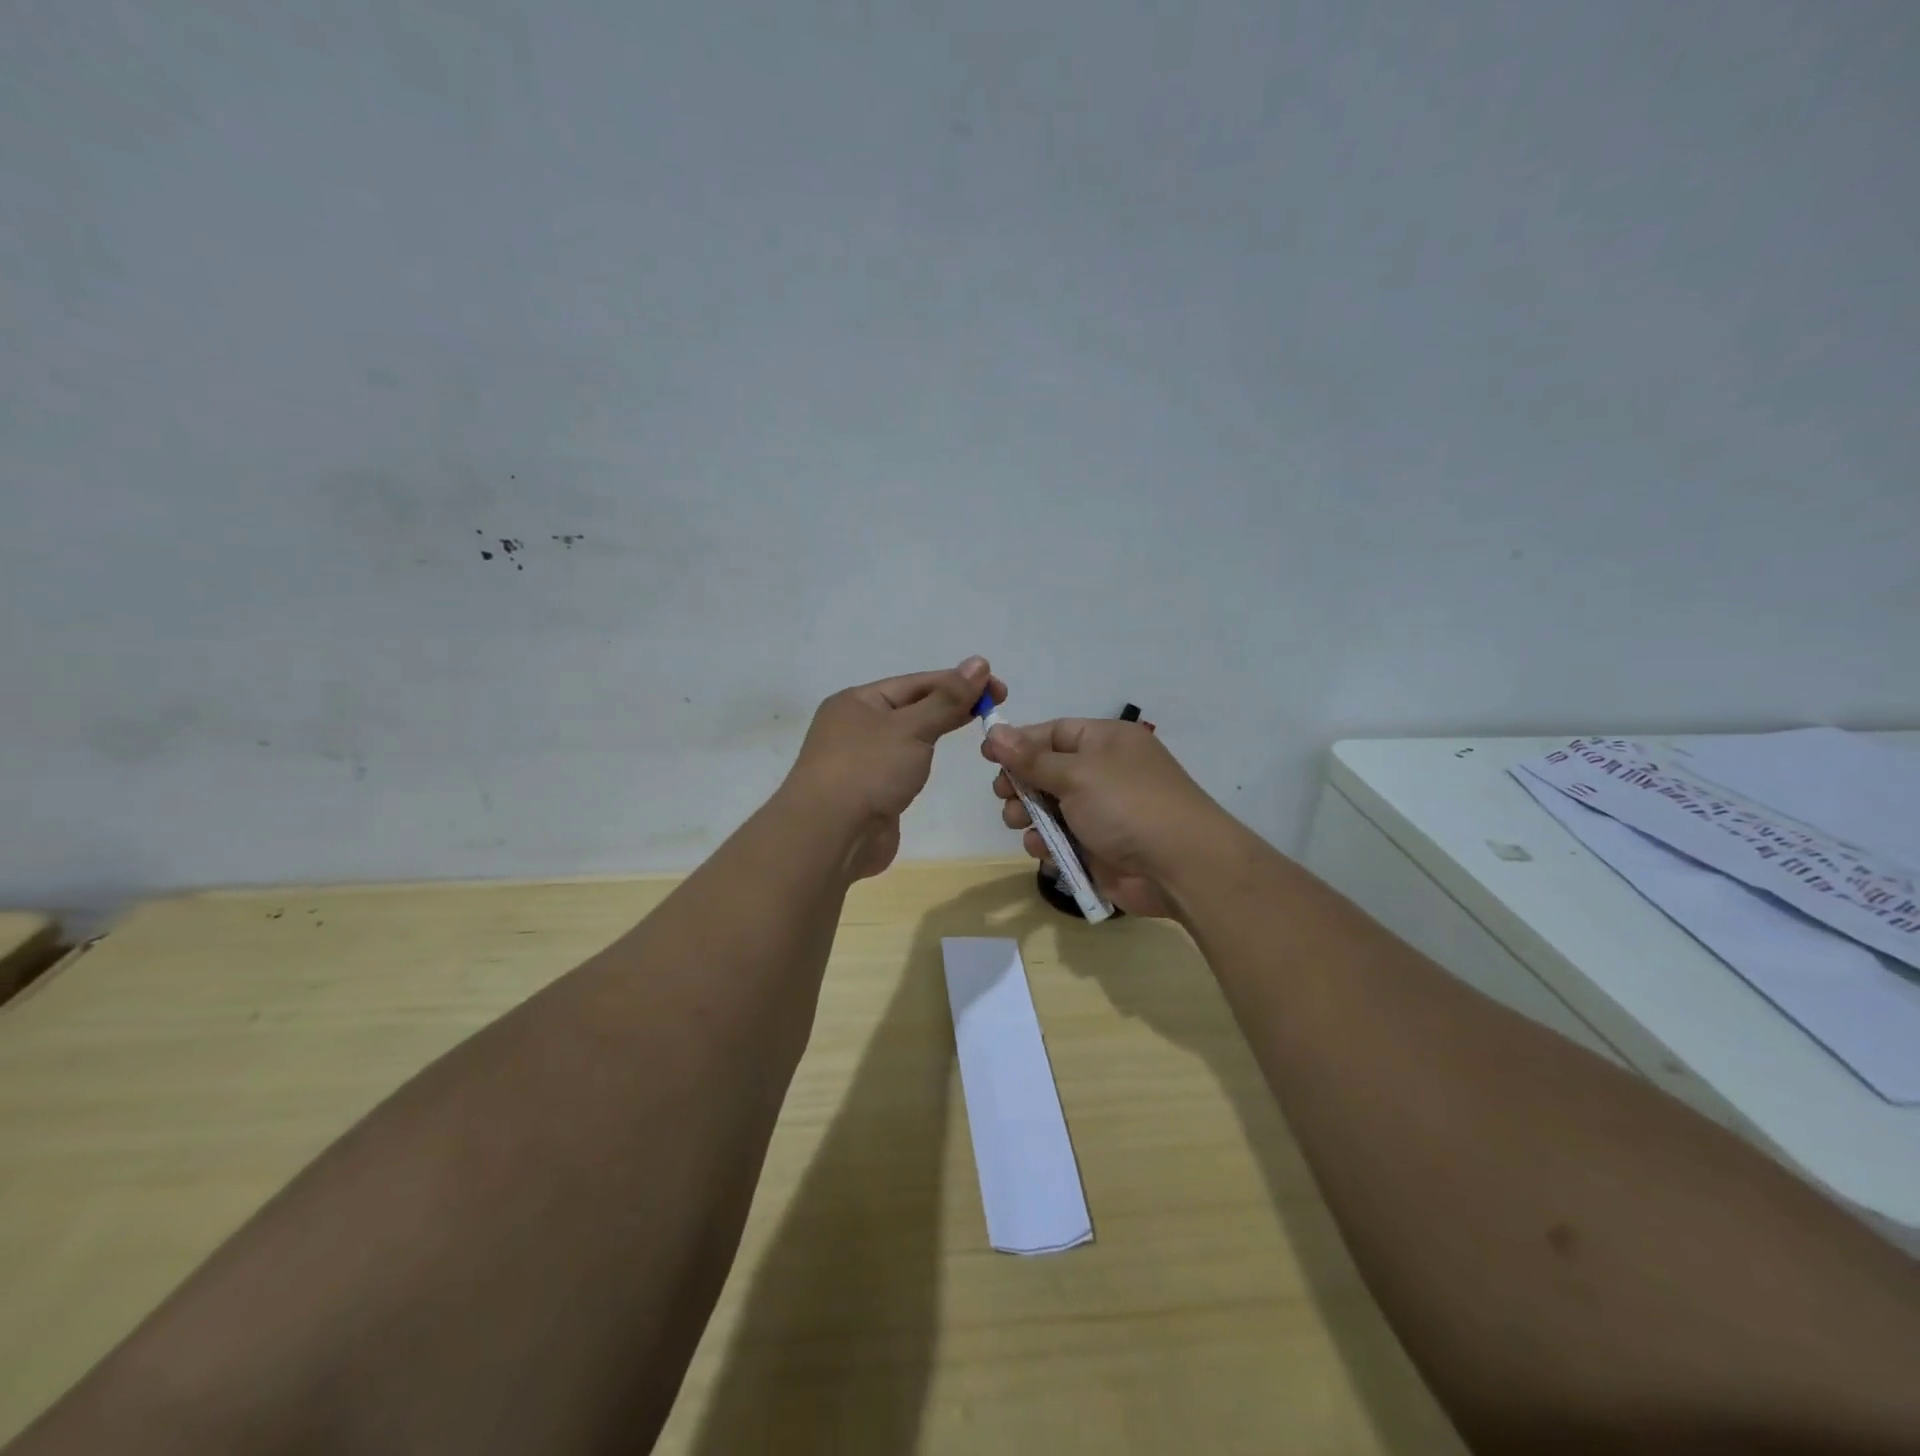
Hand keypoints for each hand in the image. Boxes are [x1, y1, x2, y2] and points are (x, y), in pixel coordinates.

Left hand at [786, 657, 1005, 879]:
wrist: (830, 835)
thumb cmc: (868, 770)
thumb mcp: (912, 727)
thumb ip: (947, 699)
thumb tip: (979, 663)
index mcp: (857, 701)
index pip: (916, 683)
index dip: (959, 682)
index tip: (999, 688)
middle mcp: (854, 726)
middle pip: (911, 707)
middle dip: (951, 705)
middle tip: (996, 707)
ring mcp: (860, 761)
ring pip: (907, 738)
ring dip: (936, 731)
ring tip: (975, 729)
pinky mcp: (869, 791)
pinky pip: (902, 766)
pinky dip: (922, 760)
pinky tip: (939, 761)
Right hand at [981, 718, 1228, 917]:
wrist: (1180, 867)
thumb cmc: (1128, 805)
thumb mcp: (1077, 774)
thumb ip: (1032, 758)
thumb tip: (995, 730)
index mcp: (1105, 741)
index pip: (1053, 733)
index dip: (1019, 743)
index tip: (987, 756)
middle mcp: (1103, 772)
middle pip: (1046, 771)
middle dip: (1020, 783)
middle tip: (1003, 795)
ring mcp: (1101, 812)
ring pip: (1049, 808)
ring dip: (1027, 815)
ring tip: (1017, 822)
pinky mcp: (1098, 847)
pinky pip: (1061, 839)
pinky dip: (1046, 843)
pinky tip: (1041, 850)